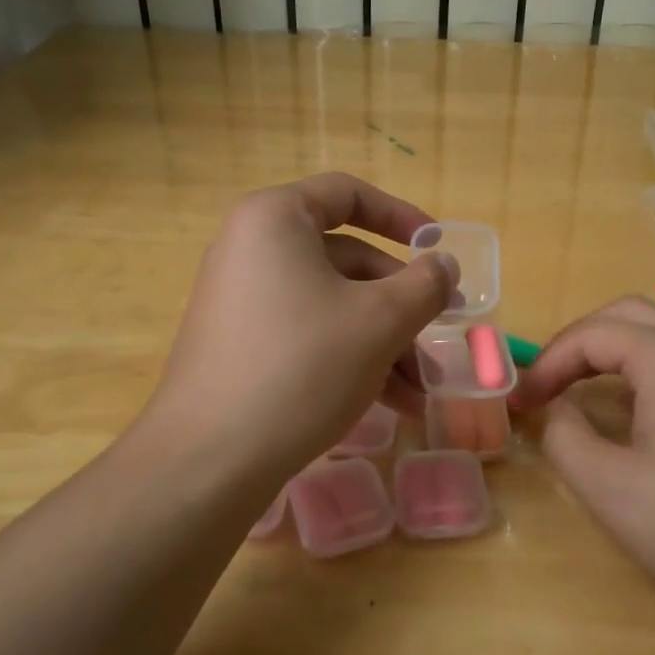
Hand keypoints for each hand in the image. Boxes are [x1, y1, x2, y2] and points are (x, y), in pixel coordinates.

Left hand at [142, 173, 454, 485]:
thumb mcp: (380, 321)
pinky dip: (349, 357)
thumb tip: (444, 265)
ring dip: (383, 341)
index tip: (438, 249)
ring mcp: (241, 298)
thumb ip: (424, 285)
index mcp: (276, 219)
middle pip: (346, 259)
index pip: (348, 194)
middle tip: (438, 340)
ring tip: (419, 391)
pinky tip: (390, 403)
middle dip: (400, 305)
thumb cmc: (303, 366)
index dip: (401, 216)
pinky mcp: (239, 343)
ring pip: (331, 303)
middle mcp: (252, 248)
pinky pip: (306, 332)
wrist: (210, 460)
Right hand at [511, 298, 654, 631]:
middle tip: (546, 385)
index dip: (547, 363)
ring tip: (579, 393)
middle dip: (577, 344)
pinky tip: (636, 413)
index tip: (522, 401)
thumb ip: (566, 438)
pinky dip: (643, 369)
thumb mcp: (613, 491)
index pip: (592, 333)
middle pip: (626, 315)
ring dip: (611, 352)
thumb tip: (560, 410)